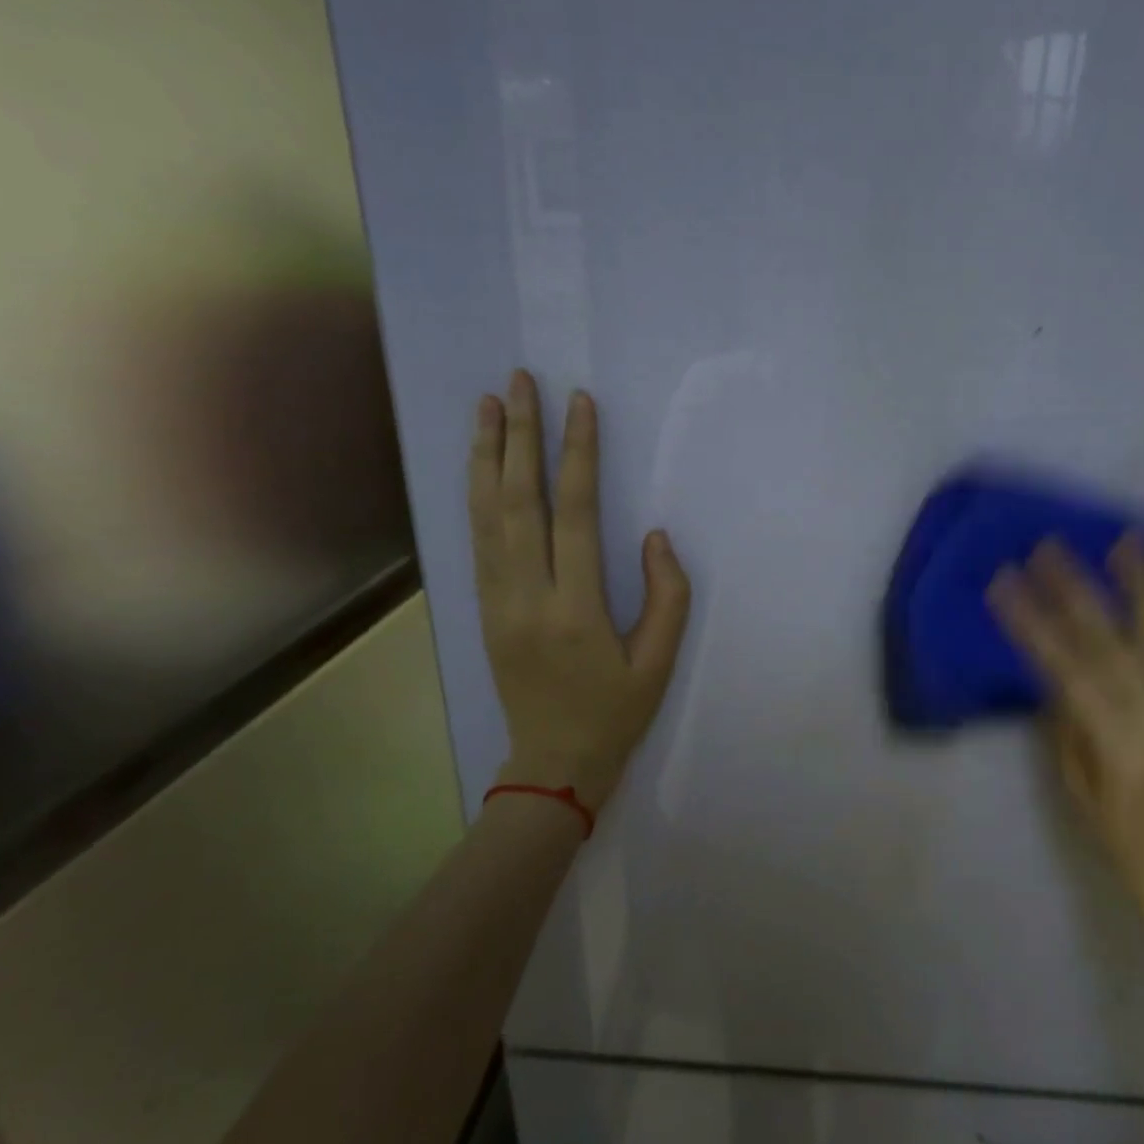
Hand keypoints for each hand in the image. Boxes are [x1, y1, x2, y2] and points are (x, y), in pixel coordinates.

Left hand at [468, 371, 690, 812]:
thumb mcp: (659, 663)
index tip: (579, 404)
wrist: (553, 763)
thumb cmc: (614, 714)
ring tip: (488, 404)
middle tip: (520, 380)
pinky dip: (476, 495)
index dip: (578, 455)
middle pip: (518, 501)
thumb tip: (654, 536)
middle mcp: (526, 597)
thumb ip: (667, 597)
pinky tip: (480, 465)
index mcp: (574, 610)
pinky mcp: (483, 609)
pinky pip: (476, 541)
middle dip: (519, 435)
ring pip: (485, 515)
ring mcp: (496, 602)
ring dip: (486, 455)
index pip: (575, 514)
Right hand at [988, 533, 1143, 935]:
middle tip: (1049, 546)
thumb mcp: (1079, 786)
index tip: (1004, 581)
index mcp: (1119, 741)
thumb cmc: (1124, 839)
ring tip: (1127, 539)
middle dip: (1076, 587)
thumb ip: (1069, 724)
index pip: (1066, 665)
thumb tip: (1058, 673)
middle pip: (1112, 638)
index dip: (1032, 620)